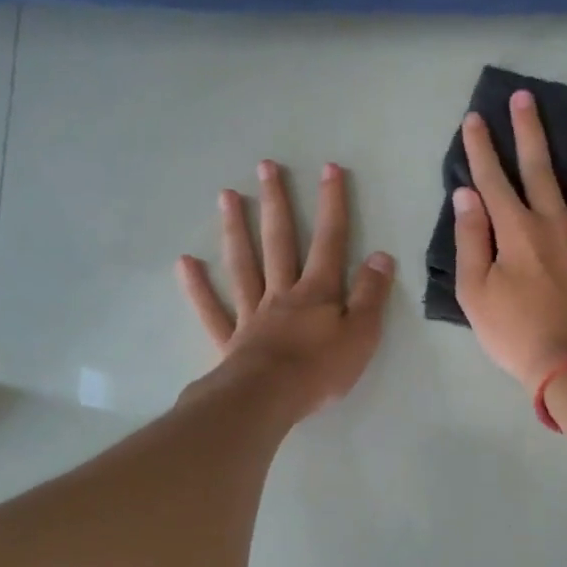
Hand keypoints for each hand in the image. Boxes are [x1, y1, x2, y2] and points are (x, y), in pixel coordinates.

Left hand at [178, 160, 394, 417]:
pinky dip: (198, 287)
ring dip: (236, 229)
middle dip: (277, 202)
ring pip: (243, 264)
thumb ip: (370, 294)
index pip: (329, 240)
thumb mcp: (362, 333)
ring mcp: (252, 314)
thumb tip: (381, 255)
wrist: (268, 400)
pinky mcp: (230, 339)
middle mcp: (282, 293)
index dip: (332, 204)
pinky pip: (212, 309)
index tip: (329, 168)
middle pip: (279, 241)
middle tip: (266, 166)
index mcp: (317, 292)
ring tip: (227, 195)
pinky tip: (185, 262)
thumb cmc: (321, 370)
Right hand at [453, 90, 566, 392]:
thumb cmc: (517, 334)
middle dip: (529, 130)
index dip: (481, 148)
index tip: (475, 119)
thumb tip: (465, 195)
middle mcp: (554, 221)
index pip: (493, 180)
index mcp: (515, 232)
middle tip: (525, 97)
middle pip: (540, 168)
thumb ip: (470, 241)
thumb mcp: (475, 294)